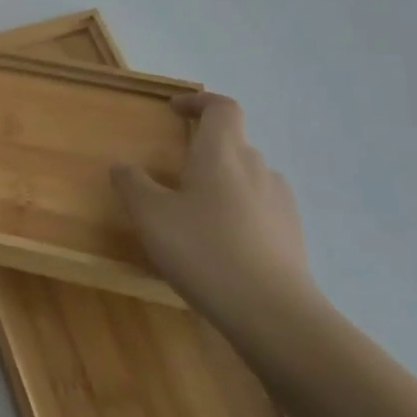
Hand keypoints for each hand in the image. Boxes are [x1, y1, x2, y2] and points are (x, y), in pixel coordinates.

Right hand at [113, 92, 314, 329]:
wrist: (274, 314)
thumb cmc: (205, 250)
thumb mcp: (151, 216)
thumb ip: (133, 184)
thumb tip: (123, 166)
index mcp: (222, 153)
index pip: (222, 108)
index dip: (199, 102)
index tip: (175, 109)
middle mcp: (257, 168)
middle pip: (234, 143)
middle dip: (206, 149)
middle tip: (176, 171)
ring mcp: (281, 203)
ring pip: (248, 178)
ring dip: (223, 183)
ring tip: (196, 212)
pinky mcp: (292, 237)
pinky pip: (261, 210)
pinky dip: (240, 214)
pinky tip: (222, 245)